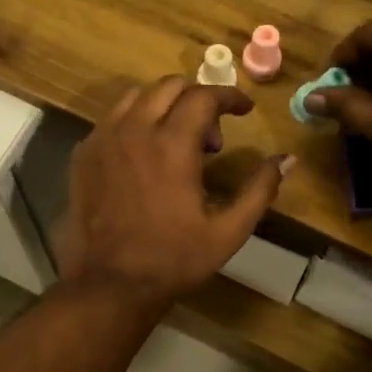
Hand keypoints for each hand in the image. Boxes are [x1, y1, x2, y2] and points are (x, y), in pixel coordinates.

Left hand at [59, 77, 291, 307]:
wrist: (109, 284)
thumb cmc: (173, 260)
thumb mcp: (227, 231)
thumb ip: (259, 190)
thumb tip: (288, 159)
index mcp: (172, 144)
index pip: (204, 96)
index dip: (230, 97)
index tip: (244, 110)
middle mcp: (134, 130)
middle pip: (168, 86)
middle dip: (197, 99)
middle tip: (212, 138)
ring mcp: (102, 140)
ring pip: (135, 97)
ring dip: (163, 105)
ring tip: (176, 140)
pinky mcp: (83, 155)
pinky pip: (111, 120)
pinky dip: (134, 123)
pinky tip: (144, 156)